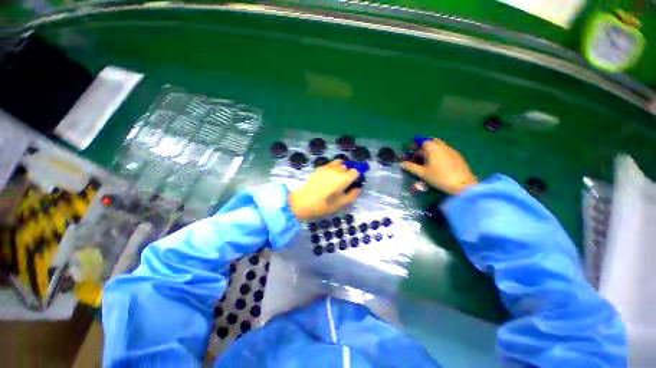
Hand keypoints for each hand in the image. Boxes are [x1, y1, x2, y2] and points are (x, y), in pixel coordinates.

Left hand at [289, 161, 360, 219]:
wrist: (303, 201)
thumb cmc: (324, 204)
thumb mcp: (341, 203)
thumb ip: (353, 195)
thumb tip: (358, 188)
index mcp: (344, 178)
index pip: (356, 171)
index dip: (356, 176)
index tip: (354, 183)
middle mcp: (337, 169)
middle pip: (347, 167)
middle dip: (348, 173)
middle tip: (344, 184)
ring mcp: (327, 167)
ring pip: (339, 163)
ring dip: (341, 169)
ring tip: (336, 178)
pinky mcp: (319, 168)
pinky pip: (330, 164)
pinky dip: (332, 168)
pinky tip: (328, 178)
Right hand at [401, 139, 477, 194]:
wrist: (462, 184)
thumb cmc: (439, 177)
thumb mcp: (422, 173)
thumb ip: (411, 167)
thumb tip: (401, 164)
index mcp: (433, 148)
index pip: (422, 142)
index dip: (416, 146)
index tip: (411, 153)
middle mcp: (443, 146)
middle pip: (432, 141)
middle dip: (424, 147)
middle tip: (419, 156)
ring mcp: (452, 150)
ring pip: (440, 146)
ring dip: (432, 150)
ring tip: (427, 161)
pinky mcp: (458, 156)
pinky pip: (446, 151)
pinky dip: (440, 154)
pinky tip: (438, 164)